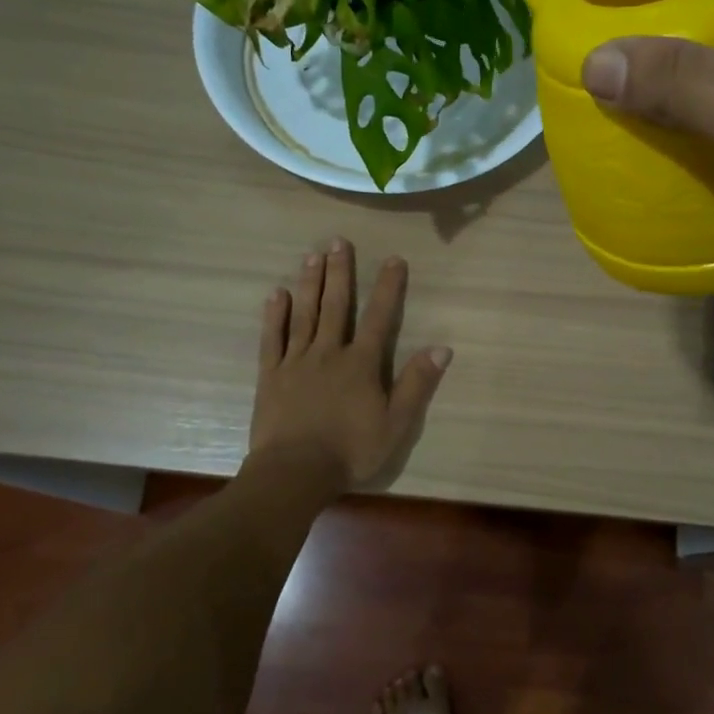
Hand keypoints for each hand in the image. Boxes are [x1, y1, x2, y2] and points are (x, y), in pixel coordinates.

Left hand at [248, 239, 450, 491]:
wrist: (295, 472)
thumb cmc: (350, 450)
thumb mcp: (396, 423)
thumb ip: (417, 384)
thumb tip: (442, 348)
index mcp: (361, 363)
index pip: (378, 317)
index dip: (387, 287)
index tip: (393, 259)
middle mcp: (328, 353)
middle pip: (336, 306)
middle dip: (339, 272)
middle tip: (337, 241)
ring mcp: (296, 361)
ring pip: (304, 315)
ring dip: (309, 284)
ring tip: (311, 256)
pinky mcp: (271, 375)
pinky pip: (273, 339)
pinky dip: (275, 316)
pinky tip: (276, 295)